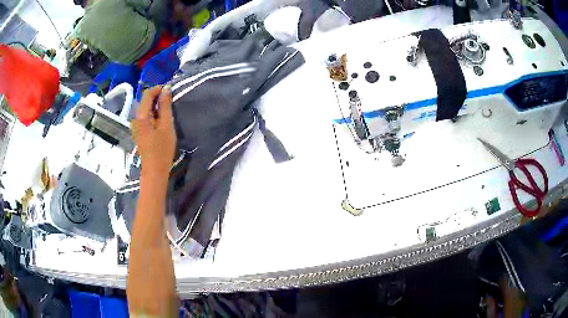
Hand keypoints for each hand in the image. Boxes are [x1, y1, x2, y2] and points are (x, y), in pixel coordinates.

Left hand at [131, 86, 176, 177]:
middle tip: (171, 99)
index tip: (170, 89)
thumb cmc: (162, 149)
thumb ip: (165, 106)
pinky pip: (146, 117)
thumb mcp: (166, 125)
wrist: (155, 171)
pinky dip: (153, 114)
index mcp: (141, 116)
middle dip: (157, 96)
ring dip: (156, 105)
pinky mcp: (139, 132)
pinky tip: (161, 119)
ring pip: (145, 109)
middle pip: (145, 101)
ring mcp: (136, 126)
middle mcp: (136, 119)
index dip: (158, 89)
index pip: (147, 94)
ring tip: (168, 108)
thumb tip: (166, 88)